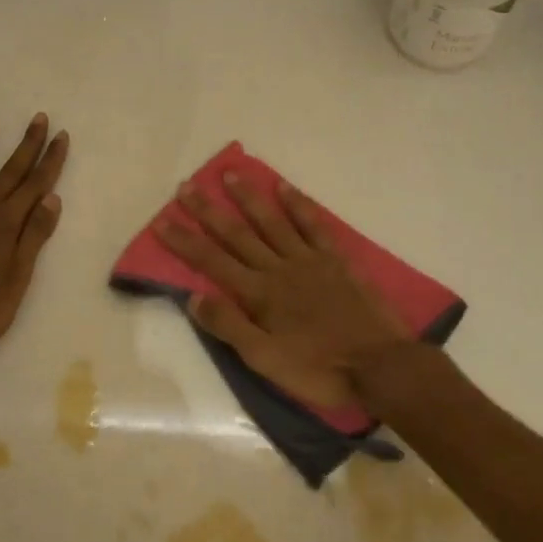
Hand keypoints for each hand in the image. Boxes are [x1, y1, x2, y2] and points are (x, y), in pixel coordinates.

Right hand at [155, 173, 408, 406]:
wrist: (379, 364)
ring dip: (249, 198)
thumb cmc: (318, 368)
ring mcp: (309, 260)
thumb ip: (229, 326)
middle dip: (208, 211)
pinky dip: (298, 205)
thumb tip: (194, 297)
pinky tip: (284, 188)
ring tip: (230, 173)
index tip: (162, 220)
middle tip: (186, 186)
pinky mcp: (336, 260)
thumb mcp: (264, 359)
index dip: (185, 241)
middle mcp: (278, 268)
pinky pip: (313, 225)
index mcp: (258, 294)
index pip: (212, 262)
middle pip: (237, 234)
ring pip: (271, 222)